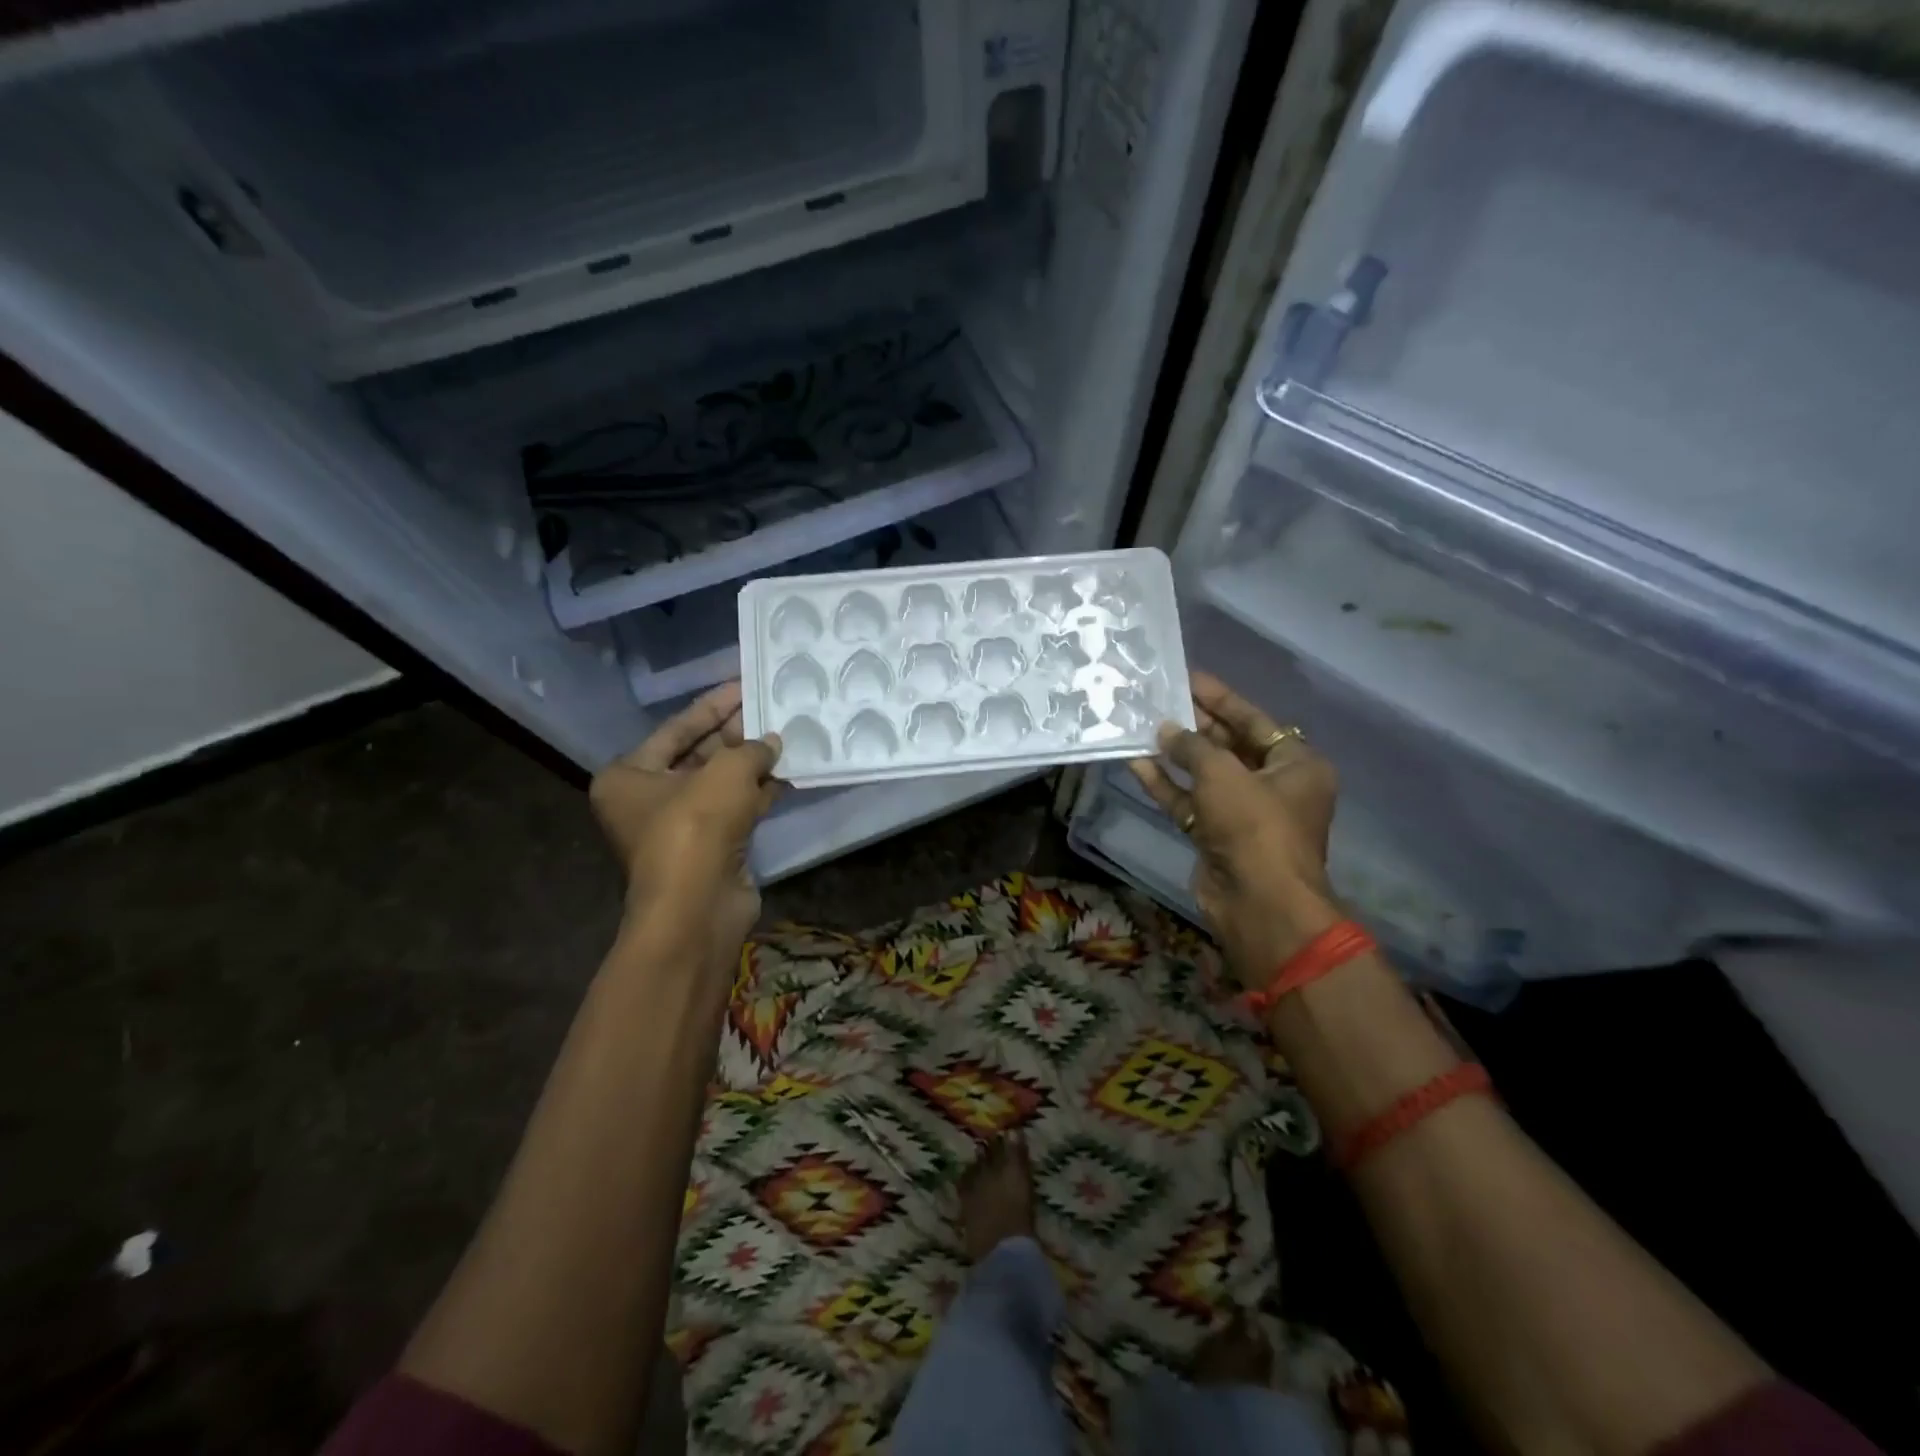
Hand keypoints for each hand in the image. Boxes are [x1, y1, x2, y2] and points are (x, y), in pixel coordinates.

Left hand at [589, 682, 782, 971]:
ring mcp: (681, 826)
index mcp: (629, 776)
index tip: (744, 685)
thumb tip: (773, 742)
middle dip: (736, 733)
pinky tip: (788, 773)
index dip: (713, 705)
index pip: (675, 728)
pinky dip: (760, 792)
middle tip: (771, 708)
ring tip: (786, 735)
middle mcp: (648, 799)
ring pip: (721, 784)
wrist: (698, 908)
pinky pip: (737, 809)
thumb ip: (751, 748)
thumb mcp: (725, 773)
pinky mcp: (711, 847)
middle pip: (698, 754)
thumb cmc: (695, 828)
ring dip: (752, 763)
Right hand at [1128, 671, 1341, 984]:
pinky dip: (1167, 786)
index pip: (1254, 720)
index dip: (1220, 698)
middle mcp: (1274, 785)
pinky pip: (1190, 802)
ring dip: (1176, 755)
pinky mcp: (1217, 836)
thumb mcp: (1223, 773)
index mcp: (1297, 764)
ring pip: (1205, 775)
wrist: (1258, 902)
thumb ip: (1192, 745)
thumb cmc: (1254, 825)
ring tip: (1143, 726)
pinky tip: (1137, 763)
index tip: (1188, 677)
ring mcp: (1244, 813)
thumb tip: (1165, 730)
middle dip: (1194, 725)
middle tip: (1158, 700)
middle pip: (1230, 745)